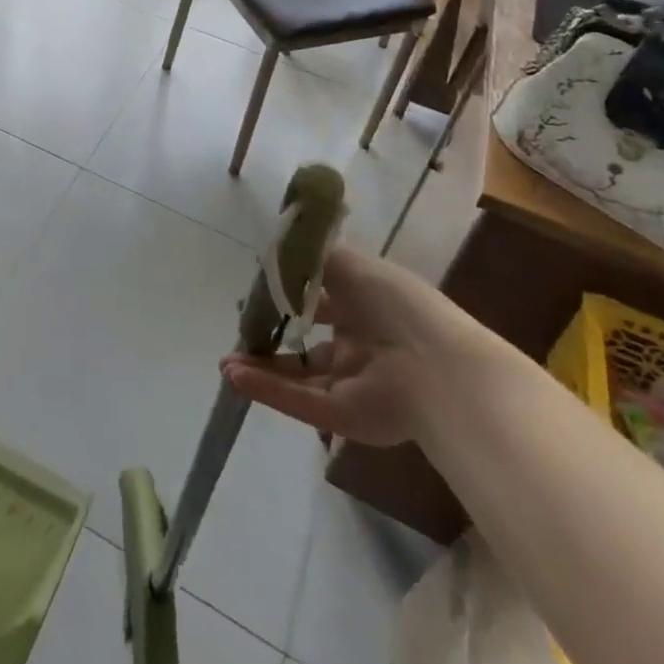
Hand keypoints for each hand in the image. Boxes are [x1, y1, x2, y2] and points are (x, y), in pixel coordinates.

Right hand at [220, 246, 473, 447]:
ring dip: (262, 367)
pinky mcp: (344, 416)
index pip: (322, 299)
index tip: (258, 289)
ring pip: (299, 374)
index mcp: (366, 305)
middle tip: (240, 329)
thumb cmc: (395, 303)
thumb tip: (279, 247)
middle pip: (308, 342)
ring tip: (225, 361)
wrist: (437, 369)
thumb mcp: (349, 264)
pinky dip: (266, 389)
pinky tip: (234, 377)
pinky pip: (299, 401)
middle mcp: (359, 343)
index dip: (291, 293)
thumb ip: (310, 257)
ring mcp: (352, 382)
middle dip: (272, 336)